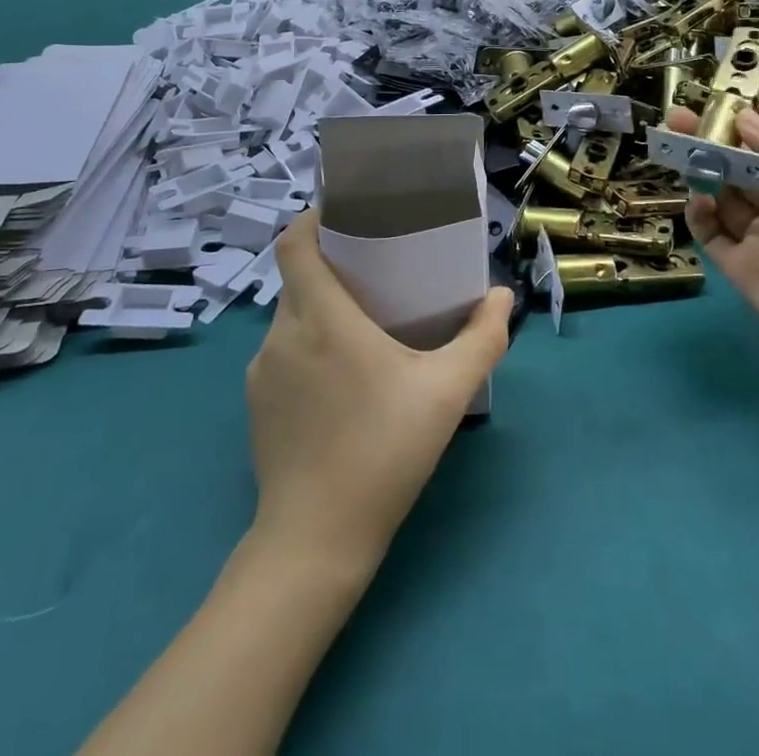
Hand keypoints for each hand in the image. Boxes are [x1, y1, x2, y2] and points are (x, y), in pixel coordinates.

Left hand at [246, 211, 514, 572]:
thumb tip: (502, 296)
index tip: (343, 216)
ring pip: (290, 316)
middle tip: (374, 272)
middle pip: (298, 276)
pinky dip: (307, 345)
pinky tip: (340, 379)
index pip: (293, 243)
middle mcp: (283, 332)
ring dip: (321, 308)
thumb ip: (482, 339)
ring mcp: (262, 370)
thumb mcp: (446, 393)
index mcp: (321, 316)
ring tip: (363, 324)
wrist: (315, 542)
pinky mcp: (255, 403)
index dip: (311, 219)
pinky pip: (282, 352)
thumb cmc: (383, 452)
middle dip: (331, 265)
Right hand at [668, 101, 758, 383]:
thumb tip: (744, 115)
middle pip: (743, 166)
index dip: (755, 120)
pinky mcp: (741, 269)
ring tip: (679, 146)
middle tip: (681, 115)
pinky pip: (712, 234)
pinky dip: (700, 214)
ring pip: (723, 195)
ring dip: (703, 170)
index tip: (725, 94)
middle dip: (715, 140)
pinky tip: (698, 198)